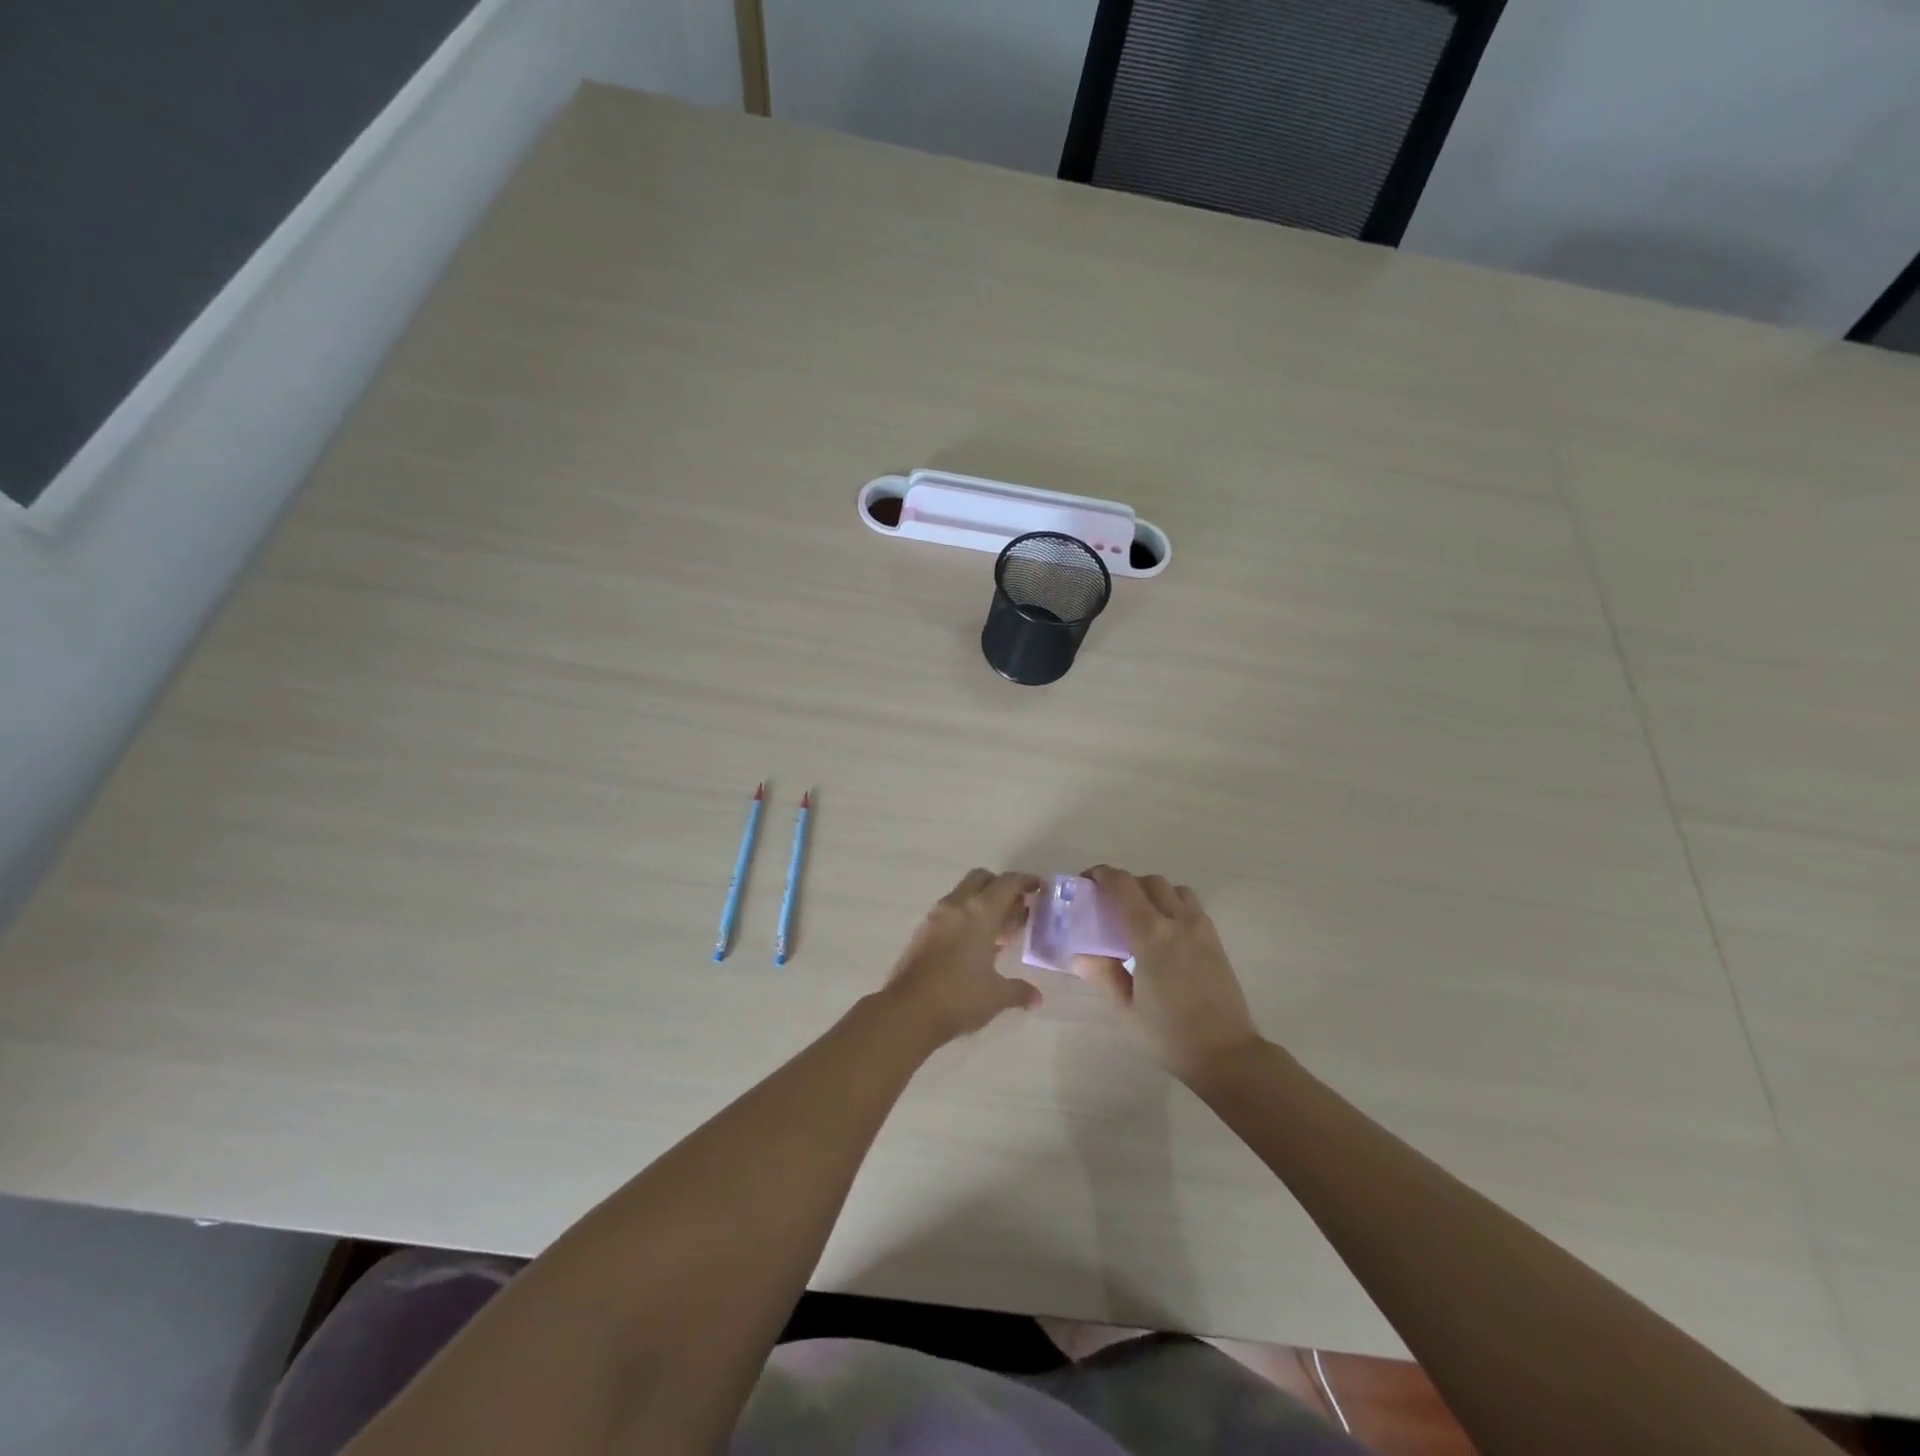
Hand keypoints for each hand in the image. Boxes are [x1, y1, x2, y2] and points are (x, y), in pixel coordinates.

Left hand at [881, 869, 1043, 1045]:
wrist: (907, 1011)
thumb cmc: (959, 998)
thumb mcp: (996, 996)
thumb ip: (1019, 991)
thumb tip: (1036, 998)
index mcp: (980, 912)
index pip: (1007, 883)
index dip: (1025, 881)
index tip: (1039, 888)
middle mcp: (957, 905)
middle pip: (982, 879)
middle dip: (1001, 886)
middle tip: (1017, 908)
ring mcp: (935, 917)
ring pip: (963, 894)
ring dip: (982, 902)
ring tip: (999, 931)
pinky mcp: (922, 931)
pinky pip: (950, 911)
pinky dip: (965, 916)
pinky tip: (974, 945)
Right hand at [1073, 866, 1263, 1085]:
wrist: (1226, 1054)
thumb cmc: (1169, 1034)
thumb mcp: (1126, 1008)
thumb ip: (1103, 974)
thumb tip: (1079, 956)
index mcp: (1151, 934)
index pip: (1123, 886)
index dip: (1103, 875)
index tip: (1087, 881)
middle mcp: (1178, 921)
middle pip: (1150, 882)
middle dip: (1126, 883)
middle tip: (1109, 903)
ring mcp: (1201, 929)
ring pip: (1175, 890)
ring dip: (1153, 892)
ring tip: (1140, 915)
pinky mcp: (1216, 941)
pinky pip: (1191, 907)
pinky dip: (1173, 905)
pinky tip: (1164, 933)